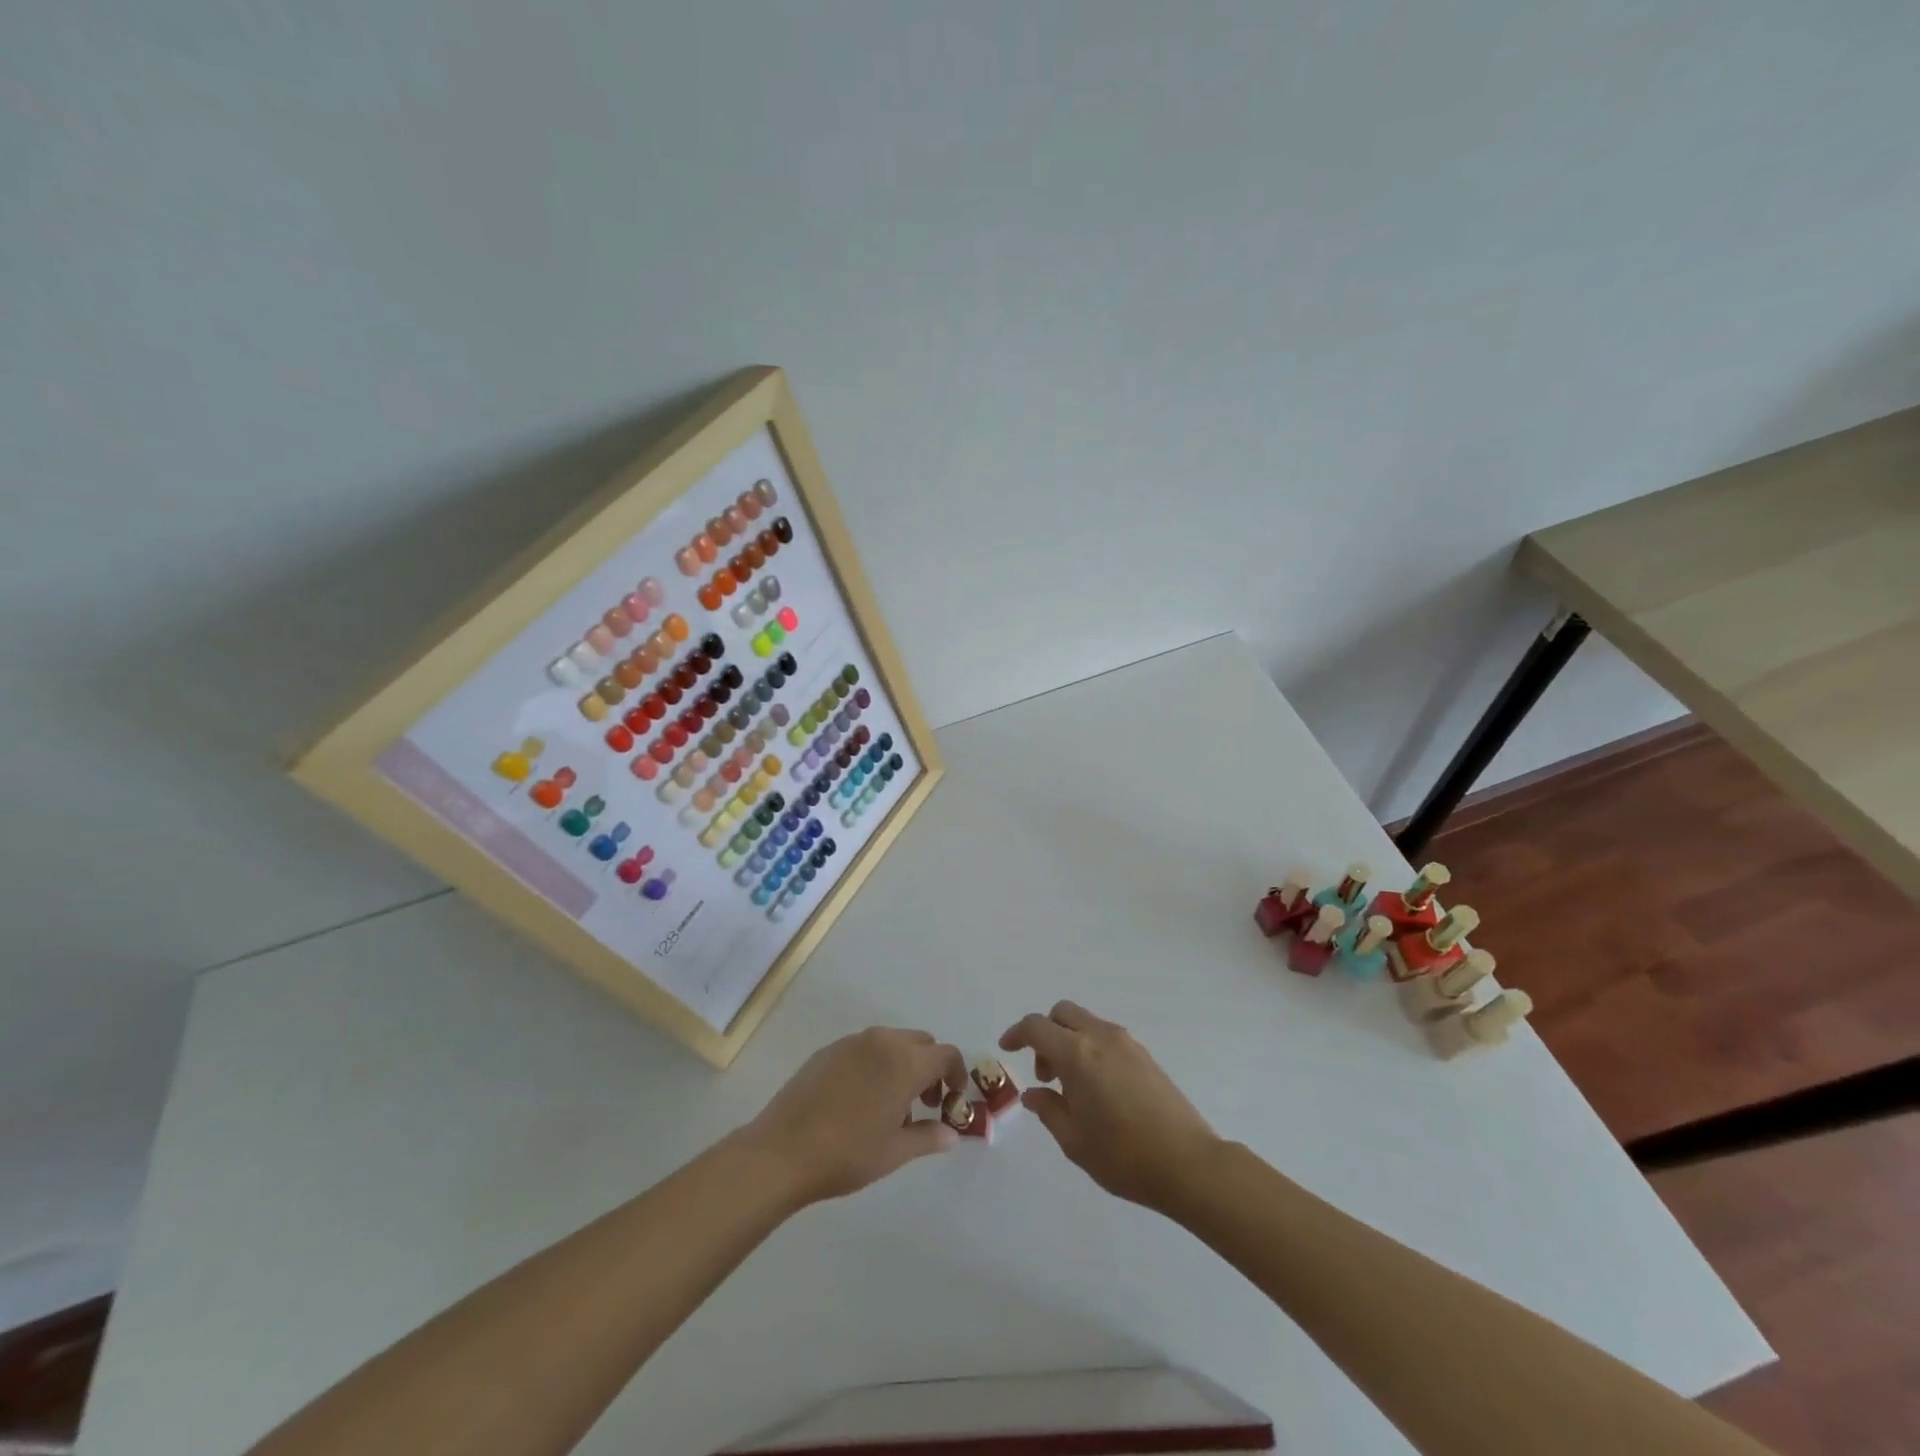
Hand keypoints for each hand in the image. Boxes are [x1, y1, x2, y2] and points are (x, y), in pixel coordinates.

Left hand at [739, 1027, 968, 1205]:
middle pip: (921, 1042)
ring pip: (892, 1042)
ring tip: (892, 1105)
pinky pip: (864, 1048)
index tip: (954, 1099)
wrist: (782, 1151)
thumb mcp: (894, 1152)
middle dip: (930, 1067)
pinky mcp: (828, 1050)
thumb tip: (952, 1134)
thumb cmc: (847, 1154)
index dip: (956, 1074)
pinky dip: (876, 1063)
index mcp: (904, 1062)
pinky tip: (860, 1099)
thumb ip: (928, 1137)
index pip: (946, 1054)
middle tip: (925, 1103)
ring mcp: (852, 1042)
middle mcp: (882, 1041)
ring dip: (903, 1064)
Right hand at [1000, 1001, 1219, 1211]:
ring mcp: (1127, 1043)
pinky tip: (1097, 1089)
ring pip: (1086, 1023)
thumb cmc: (1123, 1156)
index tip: (1006, 1048)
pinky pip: (1106, 1037)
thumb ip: (1048, 1110)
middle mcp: (1101, 1037)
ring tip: (1072, 1087)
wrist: (1188, 1164)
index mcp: (1077, 1054)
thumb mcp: (1074, 1141)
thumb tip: (1034, 1094)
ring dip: (1069, 1041)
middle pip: (1063, 1013)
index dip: (1017, 1033)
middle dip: (1045, 1033)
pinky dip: (1091, 1049)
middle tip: (1044, 1072)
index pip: (1037, 1027)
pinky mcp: (1145, 1055)